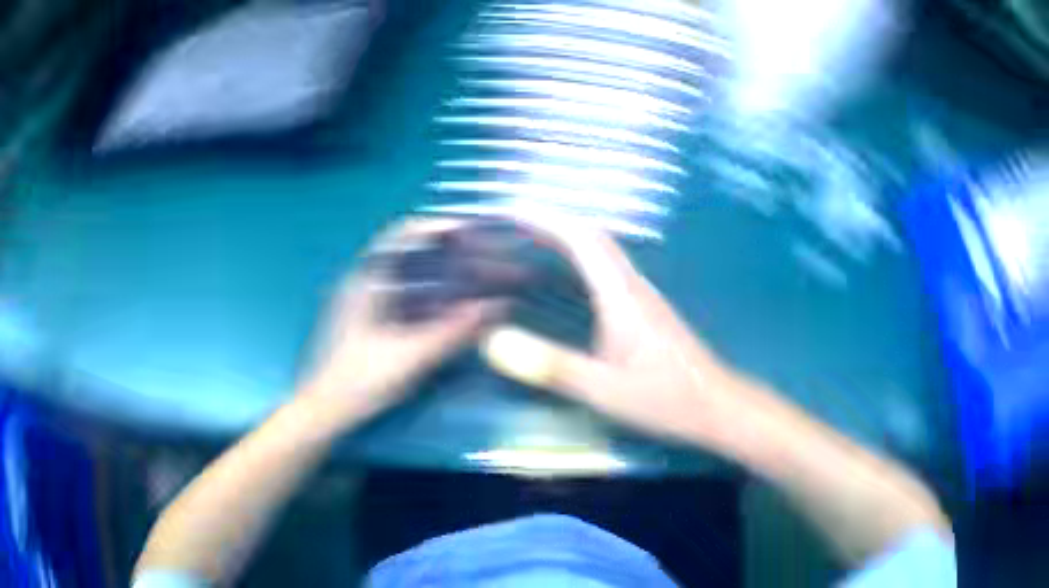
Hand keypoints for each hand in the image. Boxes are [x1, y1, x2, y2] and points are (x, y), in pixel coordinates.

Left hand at [299, 218, 499, 425]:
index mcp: (368, 280)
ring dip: (444, 271)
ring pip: (411, 272)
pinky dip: (434, 292)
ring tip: (477, 277)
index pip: (404, 234)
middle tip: (485, 257)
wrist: (326, 409)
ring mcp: (367, 299)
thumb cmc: (360, 381)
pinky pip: (408, 293)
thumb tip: (496, 308)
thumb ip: (453, 332)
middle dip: (450, 250)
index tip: (474, 230)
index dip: (440, 226)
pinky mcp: (371, 318)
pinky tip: (454, 307)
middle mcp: (366, 281)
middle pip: (412, 251)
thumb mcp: (410, 357)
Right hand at [481, 213, 743, 446]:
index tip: (511, 211)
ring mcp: (642, 297)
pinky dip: (580, 261)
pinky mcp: (645, 311)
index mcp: (622, 295)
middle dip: (553, 222)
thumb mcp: (603, 390)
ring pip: (602, 252)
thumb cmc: (666, 398)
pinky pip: (607, 271)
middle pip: (593, 237)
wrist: (716, 406)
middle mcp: (633, 286)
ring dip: (568, 238)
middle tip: (514, 223)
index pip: (582, 240)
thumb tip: (493, 342)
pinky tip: (566, 280)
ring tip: (531, 242)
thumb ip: (551, 367)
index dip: (546, 220)